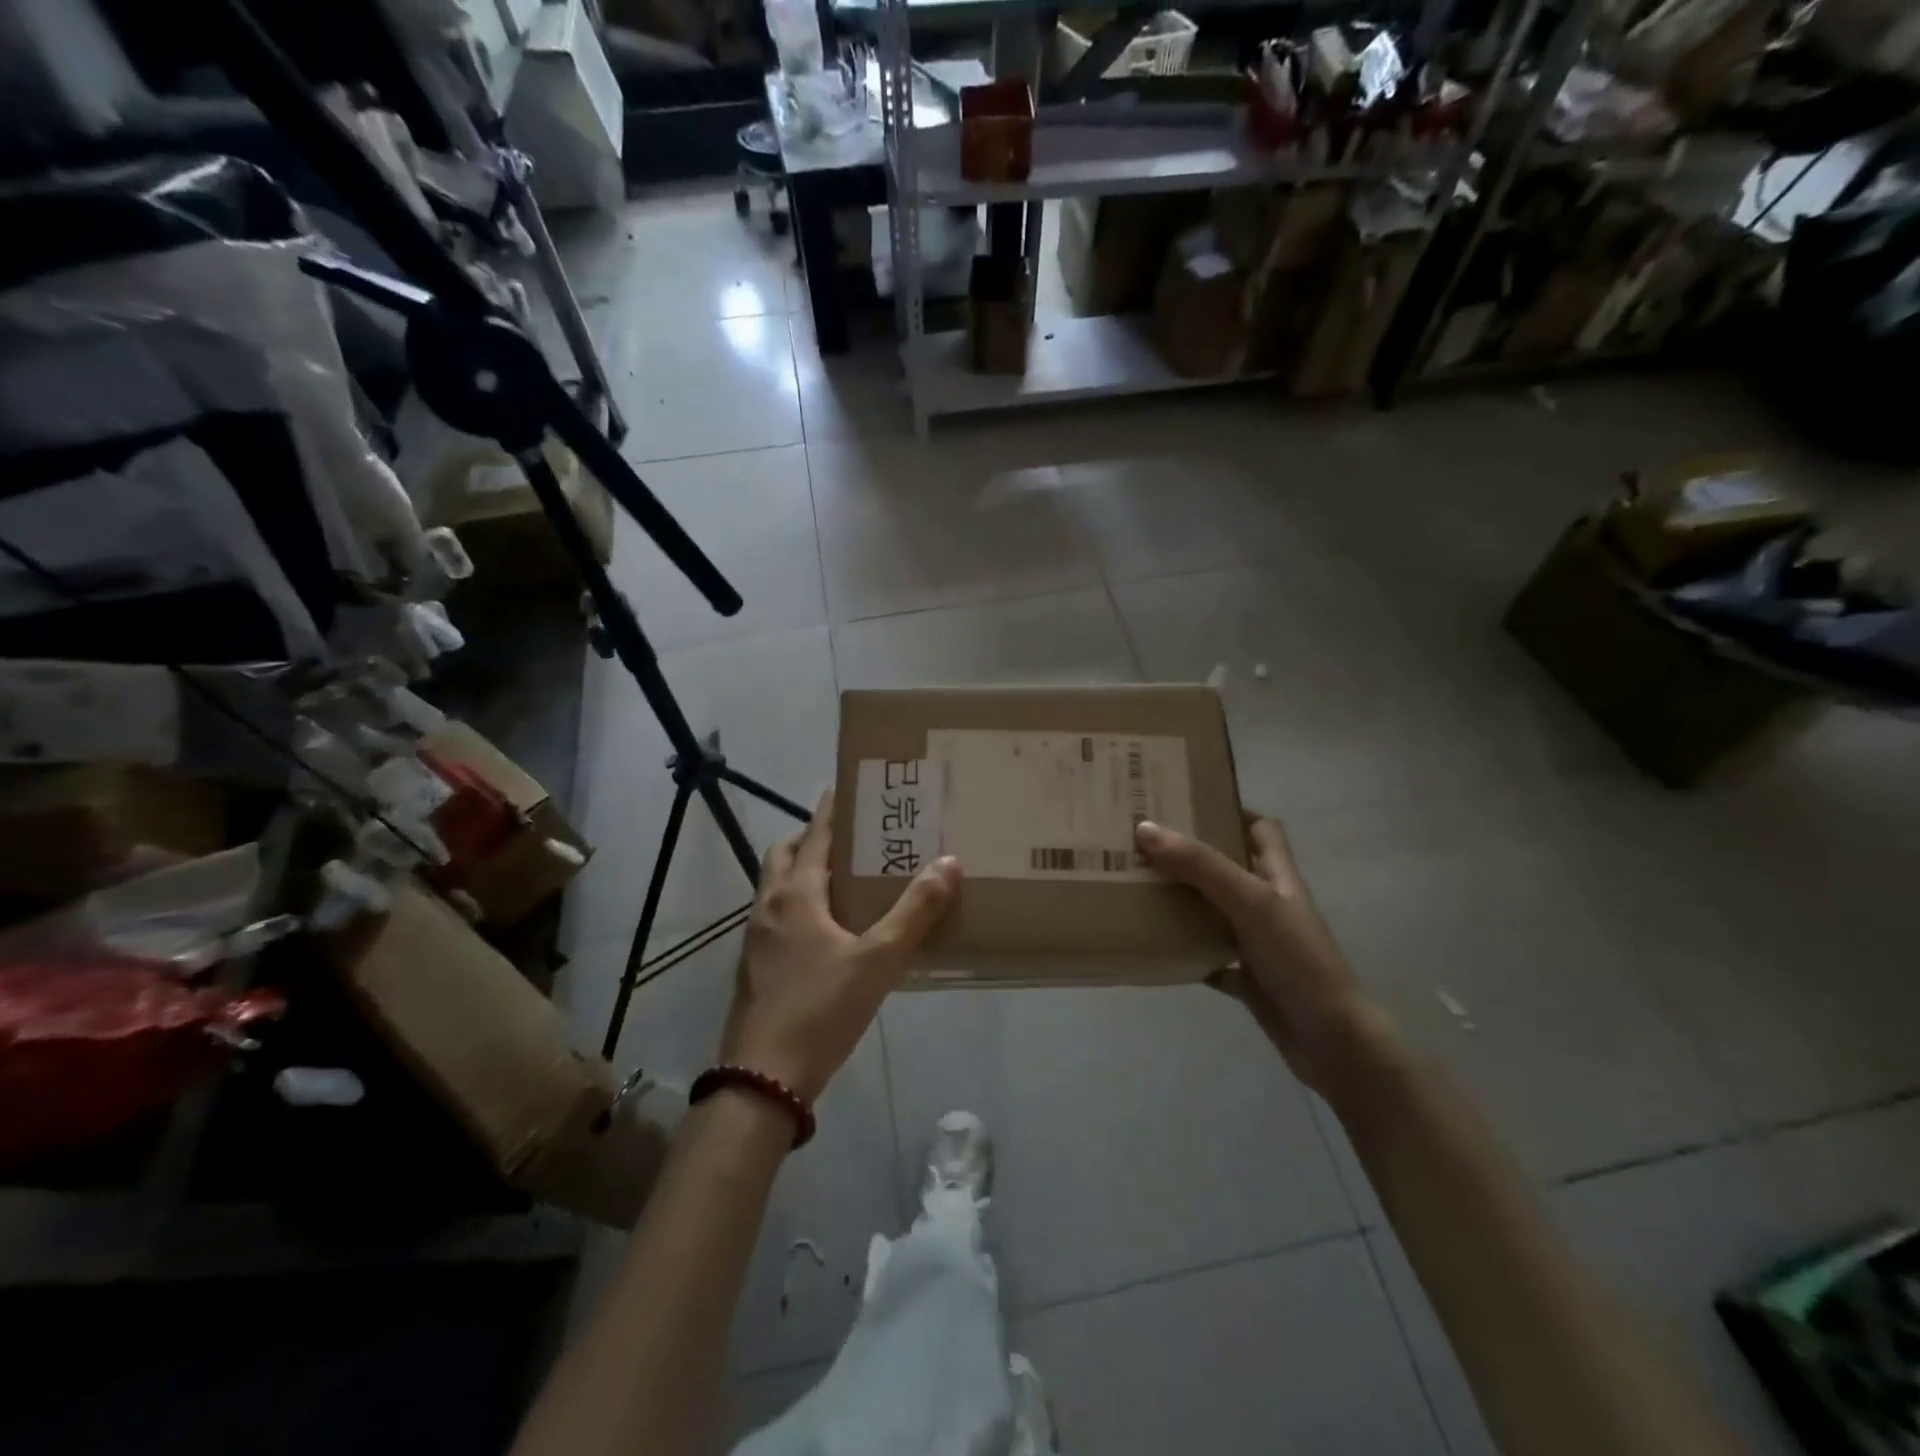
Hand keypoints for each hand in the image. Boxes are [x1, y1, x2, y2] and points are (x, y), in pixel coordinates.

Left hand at [720, 792, 959, 1104]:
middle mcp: (769, 906)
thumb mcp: (878, 960)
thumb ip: (915, 912)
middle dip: (811, 837)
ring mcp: (755, 938)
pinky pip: (776, 916)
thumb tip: (949, 863)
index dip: (830, 809)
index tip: (847, 787)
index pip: (813, 835)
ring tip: (845, 879)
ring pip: (776, 886)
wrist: (762, 1079)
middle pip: (784, 854)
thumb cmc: (820, 1009)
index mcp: (796, 894)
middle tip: (850, 837)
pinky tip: (828, 931)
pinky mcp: (755, 966)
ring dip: (802, 871)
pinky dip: (798, 904)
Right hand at [1135, 813, 1377, 1093]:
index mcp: (1278, 877)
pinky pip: (1210, 957)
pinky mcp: (1249, 978)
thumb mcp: (1250, 902)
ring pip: (1215, 911)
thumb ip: (1200, 865)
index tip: (1186, 801)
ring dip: (1183, 901)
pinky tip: (1156, 946)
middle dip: (1191, 853)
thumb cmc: (1298, 960)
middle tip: (1144, 841)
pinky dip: (1186, 951)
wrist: (1333, 1042)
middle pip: (1229, 866)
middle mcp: (1269, 904)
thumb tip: (1145, 829)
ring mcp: (1259, 943)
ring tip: (1138, 885)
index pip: (1261, 829)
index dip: (1231, 809)